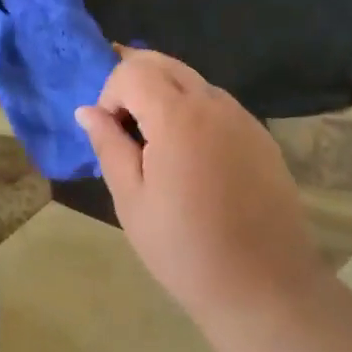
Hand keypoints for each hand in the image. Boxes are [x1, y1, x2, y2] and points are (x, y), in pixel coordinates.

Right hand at [76, 52, 323, 330]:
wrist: (265, 289)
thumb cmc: (185, 248)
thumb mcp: (131, 200)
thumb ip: (108, 145)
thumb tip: (87, 111)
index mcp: (178, 116)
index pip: (133, 71)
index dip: (111, 93)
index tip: (110, 134)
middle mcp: (213, 104)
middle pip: (165, 63)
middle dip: (135, 81)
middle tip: (124, 126)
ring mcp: (243, 118)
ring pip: (192, 80)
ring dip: (164, 94)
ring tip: (155, 145)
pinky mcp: (261, 137)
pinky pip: (217, 105)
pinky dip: (193, 111)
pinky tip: (191, 158)